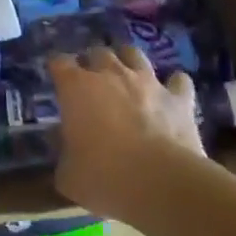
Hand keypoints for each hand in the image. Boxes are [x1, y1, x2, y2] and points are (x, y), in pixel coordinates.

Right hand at [48, 46, 207, 219]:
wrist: (160, 183)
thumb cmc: (103, 175)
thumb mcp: (67, 174)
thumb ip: (62, 152)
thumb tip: (60, 139)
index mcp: (76, 87)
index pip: (59, 62)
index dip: (57, 68)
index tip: (56, 79)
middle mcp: (110, 74)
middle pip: (97, 52)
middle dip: (92, 62)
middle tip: (91, 80)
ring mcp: (147, 82)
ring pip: (134, 54)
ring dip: (128, 61)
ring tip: (126, 74)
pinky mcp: (178, 98)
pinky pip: (179, 81)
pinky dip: (174, 84)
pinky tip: (172, 93)